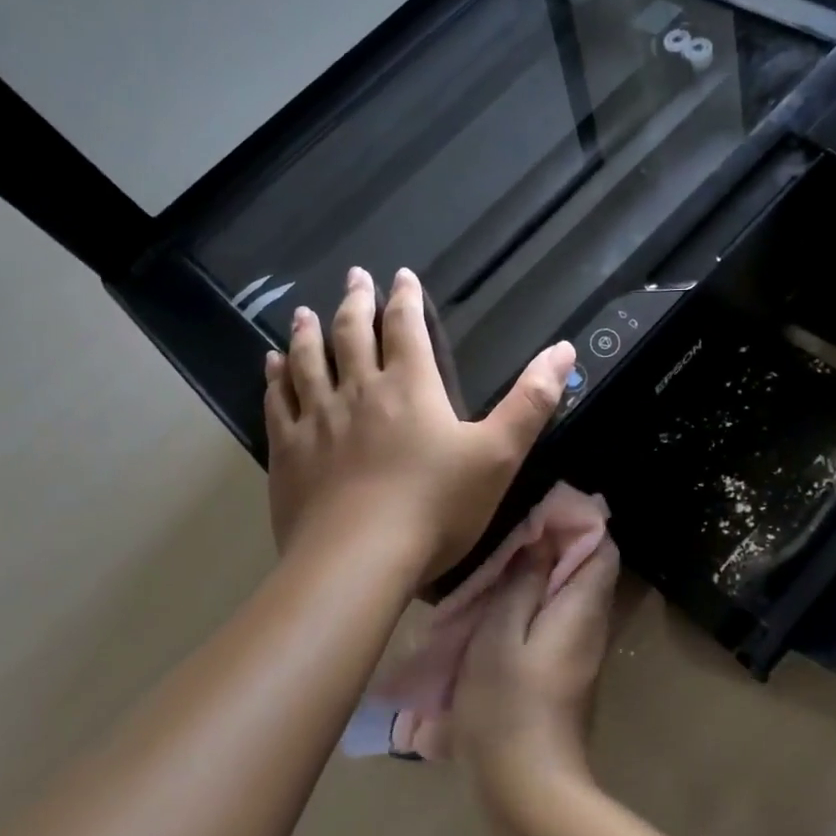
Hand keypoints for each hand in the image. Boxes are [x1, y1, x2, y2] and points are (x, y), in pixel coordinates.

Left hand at [264, 266, 576, 580]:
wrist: (359, 559)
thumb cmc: (437, 507)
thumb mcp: (499, 454)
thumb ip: (532, 401)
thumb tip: (564, 349)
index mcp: (410, 387)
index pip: (406, 328)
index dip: (405, 299)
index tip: (400, 276)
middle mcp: (358, 391)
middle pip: (353, 334)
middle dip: (356, 303)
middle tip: (354, 278)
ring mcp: (316, 420)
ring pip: (308, 362)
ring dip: (308, 333)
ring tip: (305, 312)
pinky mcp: (288, 453)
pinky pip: (277, 402)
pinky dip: (275, 378)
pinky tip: (271, 366)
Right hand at [452, 538, 621, 794]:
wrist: (528, 788)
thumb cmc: (508, 704)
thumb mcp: (500, 634)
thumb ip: (522, 584)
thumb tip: (540, 542)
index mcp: (584, 608)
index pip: (601, 548)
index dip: (575, 524)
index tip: (536, 516)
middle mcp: (594, 626)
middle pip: (588, 571)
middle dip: (554, 549)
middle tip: (509, 544)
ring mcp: (583, 654)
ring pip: (571, 598)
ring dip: (541, 580)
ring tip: (499, 575)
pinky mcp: (568, 676)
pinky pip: (560, 624)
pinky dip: (537, 609)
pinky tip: (501, 616)